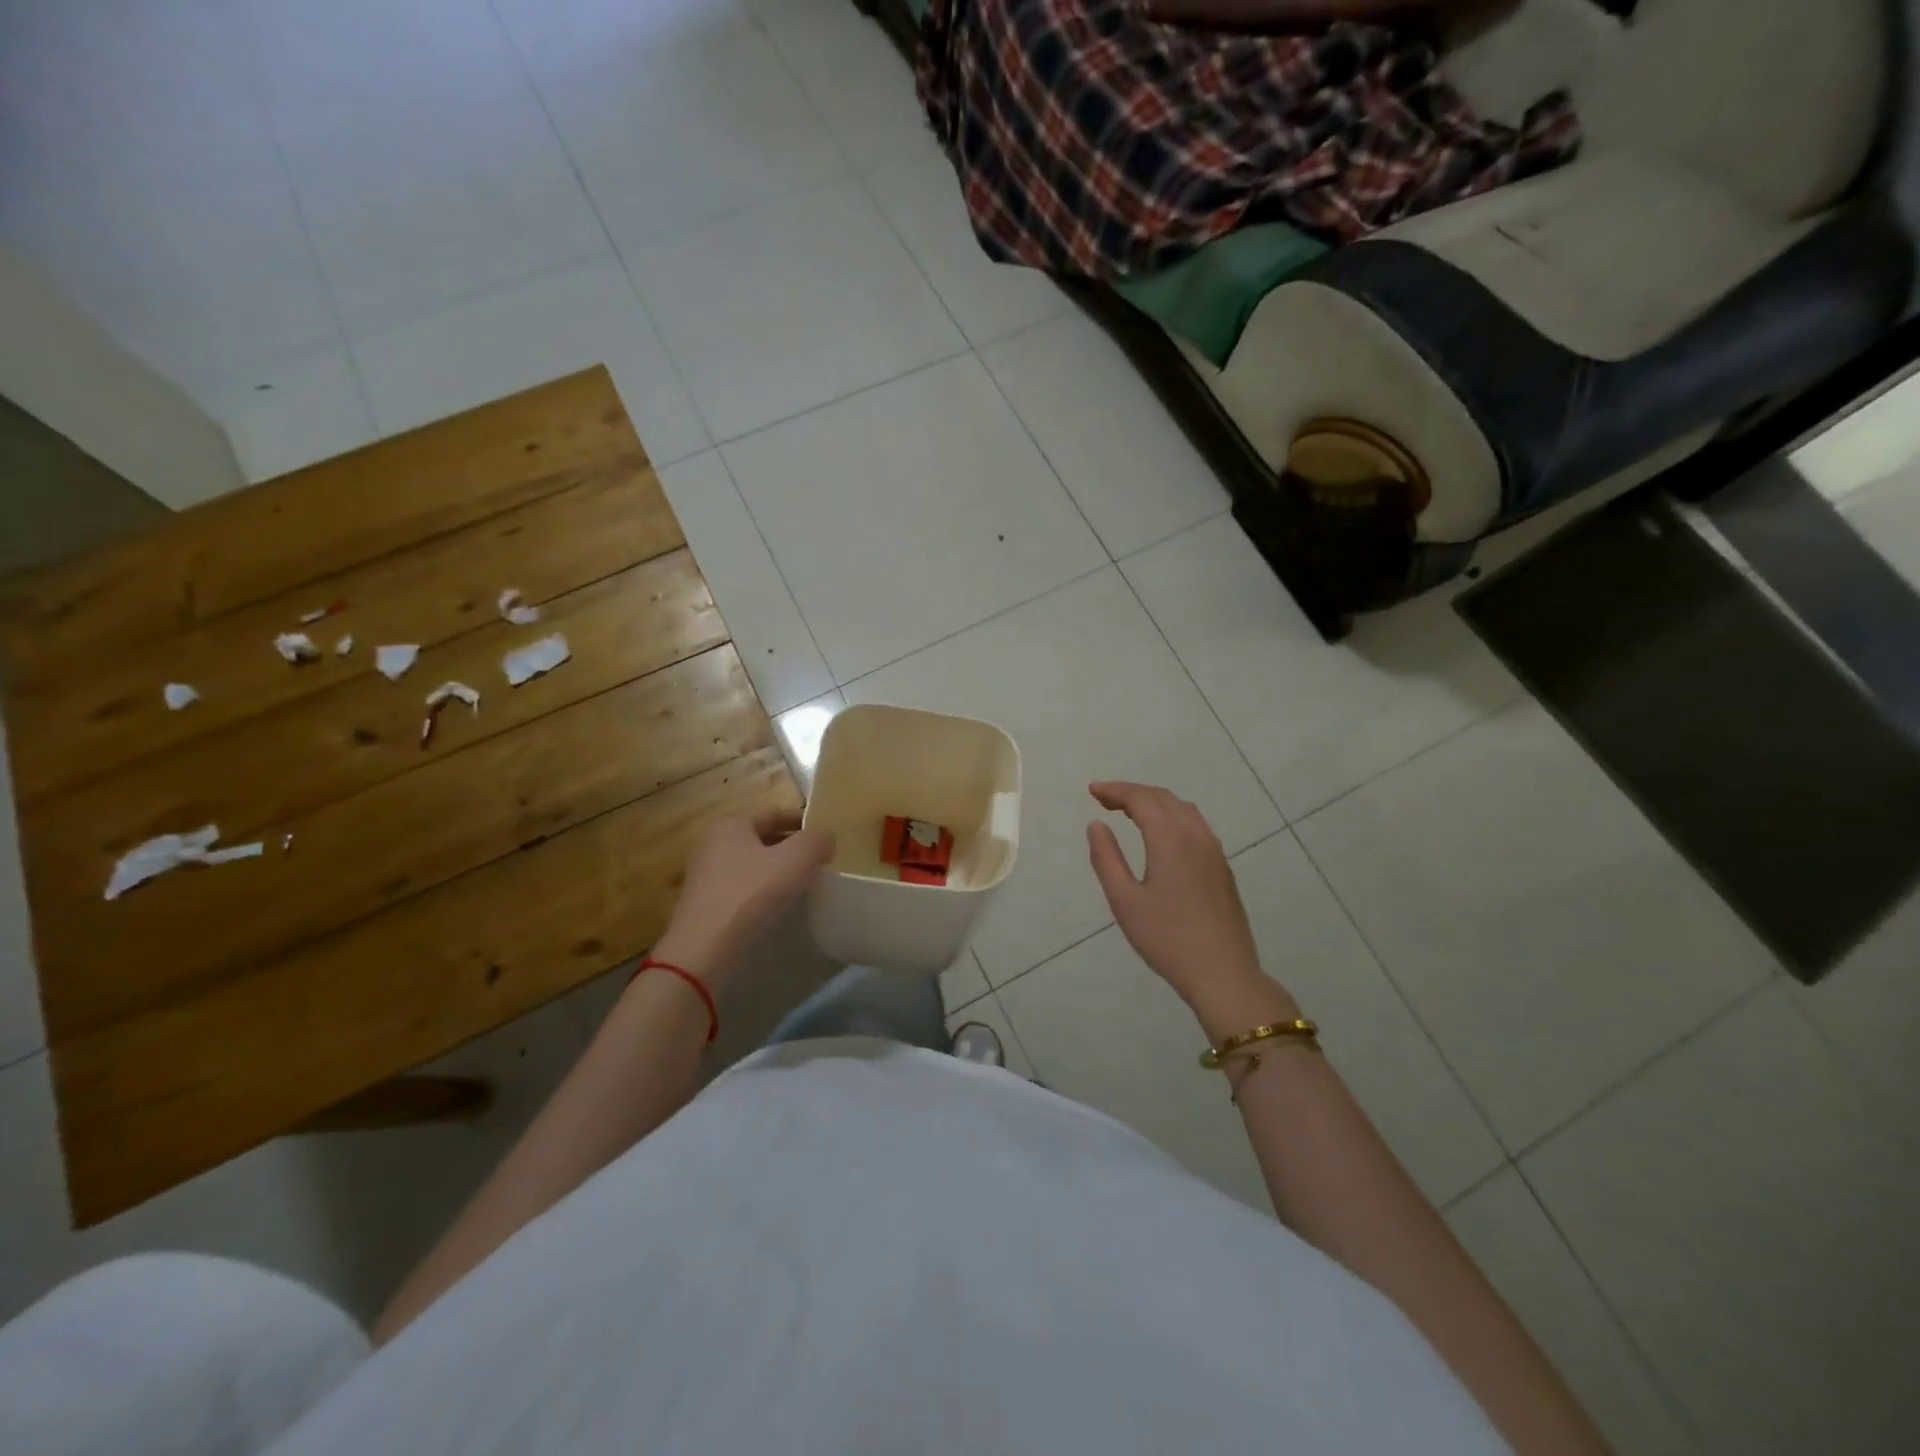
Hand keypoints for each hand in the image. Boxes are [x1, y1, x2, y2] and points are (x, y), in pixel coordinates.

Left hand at [651, 812, 834, 991]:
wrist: (704, 950)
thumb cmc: (751, 893)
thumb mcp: (797, 858)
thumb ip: (817, 840)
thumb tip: (825, 840)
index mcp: (731, 825)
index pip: (774, 815)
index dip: (803, 822)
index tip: (825, 838)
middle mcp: (712, 845)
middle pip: (761, 840)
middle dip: (790, 849)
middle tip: (818, 863)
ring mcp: (705, 877)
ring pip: (752, 867)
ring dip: (776, 873)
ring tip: (802, 886)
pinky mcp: (704, 906)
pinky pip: (741, 891)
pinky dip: (761, 894)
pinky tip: (777, 908)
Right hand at [1086, 782, 1297, 1036]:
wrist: (1223, 973)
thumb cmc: (1167, 939)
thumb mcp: (1124, 900)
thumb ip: (1107, 858)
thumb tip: (1096, 825)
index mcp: (1171, 839)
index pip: (1141, 799)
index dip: (1115, 790)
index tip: (1092, 790)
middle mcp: (1196, 836)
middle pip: (1163, 798)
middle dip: (1132, 793)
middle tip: (1104, 799)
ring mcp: (1214, 851)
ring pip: (1183, 810)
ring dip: (1154, 802)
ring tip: (1129, 812)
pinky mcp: (1222, 867)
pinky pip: (1195, 825)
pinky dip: (1172, 816)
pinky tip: (1160, 835)